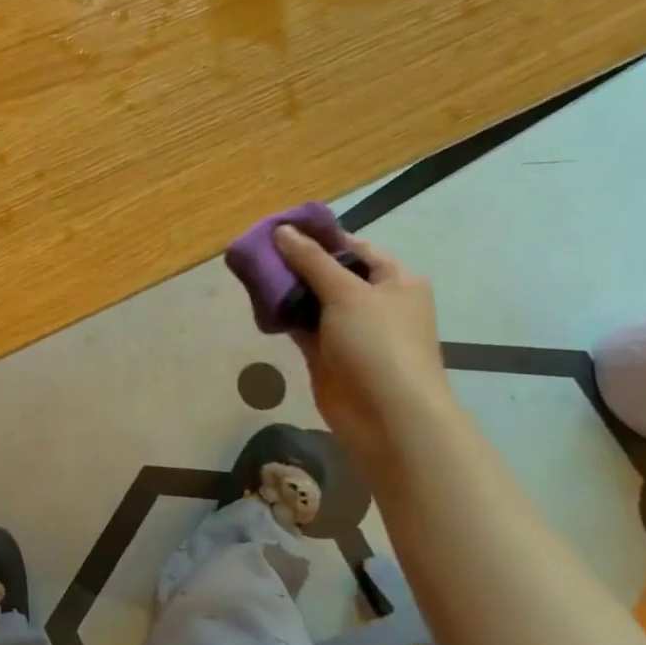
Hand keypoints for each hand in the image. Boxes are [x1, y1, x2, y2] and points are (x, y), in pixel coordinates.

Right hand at [273, 225, 452, 467]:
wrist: (388, 416)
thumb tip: (281, 230)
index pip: (353, 247)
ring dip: (286, 288)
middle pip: (330, 272)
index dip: (318, 236)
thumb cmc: (378, 344)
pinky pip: (301, 325)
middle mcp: (375, 301)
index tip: (279, 228)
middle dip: (295, 261)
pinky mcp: (328, 353)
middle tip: (257, 249)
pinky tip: (257, 302)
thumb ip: (311, 260)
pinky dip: (283, 314)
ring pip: (312, 299)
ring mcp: (351, 329)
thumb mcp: (346, 293)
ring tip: (250, 271)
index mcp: (395, 280)